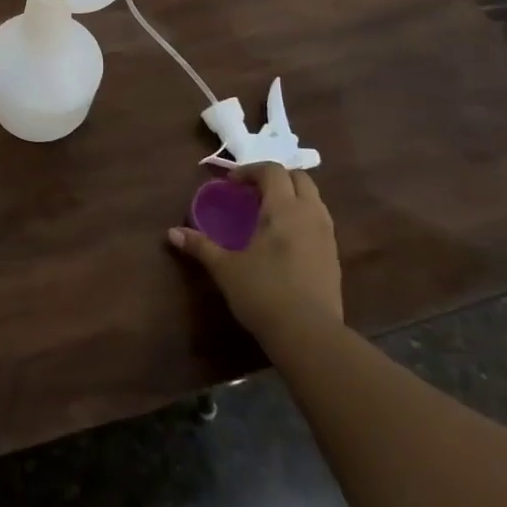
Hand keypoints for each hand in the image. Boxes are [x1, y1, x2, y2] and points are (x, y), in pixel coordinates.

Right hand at [168, 164, 341, 332]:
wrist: (310, 336)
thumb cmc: (264, 293)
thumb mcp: (226, 269)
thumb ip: (200, 246)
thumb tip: (171, 233)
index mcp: (284, 209)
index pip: (272, 171)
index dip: (250, 171)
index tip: (231, 184)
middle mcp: (310, 214)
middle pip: (300, 178)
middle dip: (276, 178)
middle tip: (253, 192)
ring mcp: (327, 236)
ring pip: (314, 199)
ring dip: (292, 196)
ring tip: (269, 213)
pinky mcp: (334, 258)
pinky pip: (319, 222)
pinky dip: (302, 218)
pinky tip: (285, 240)